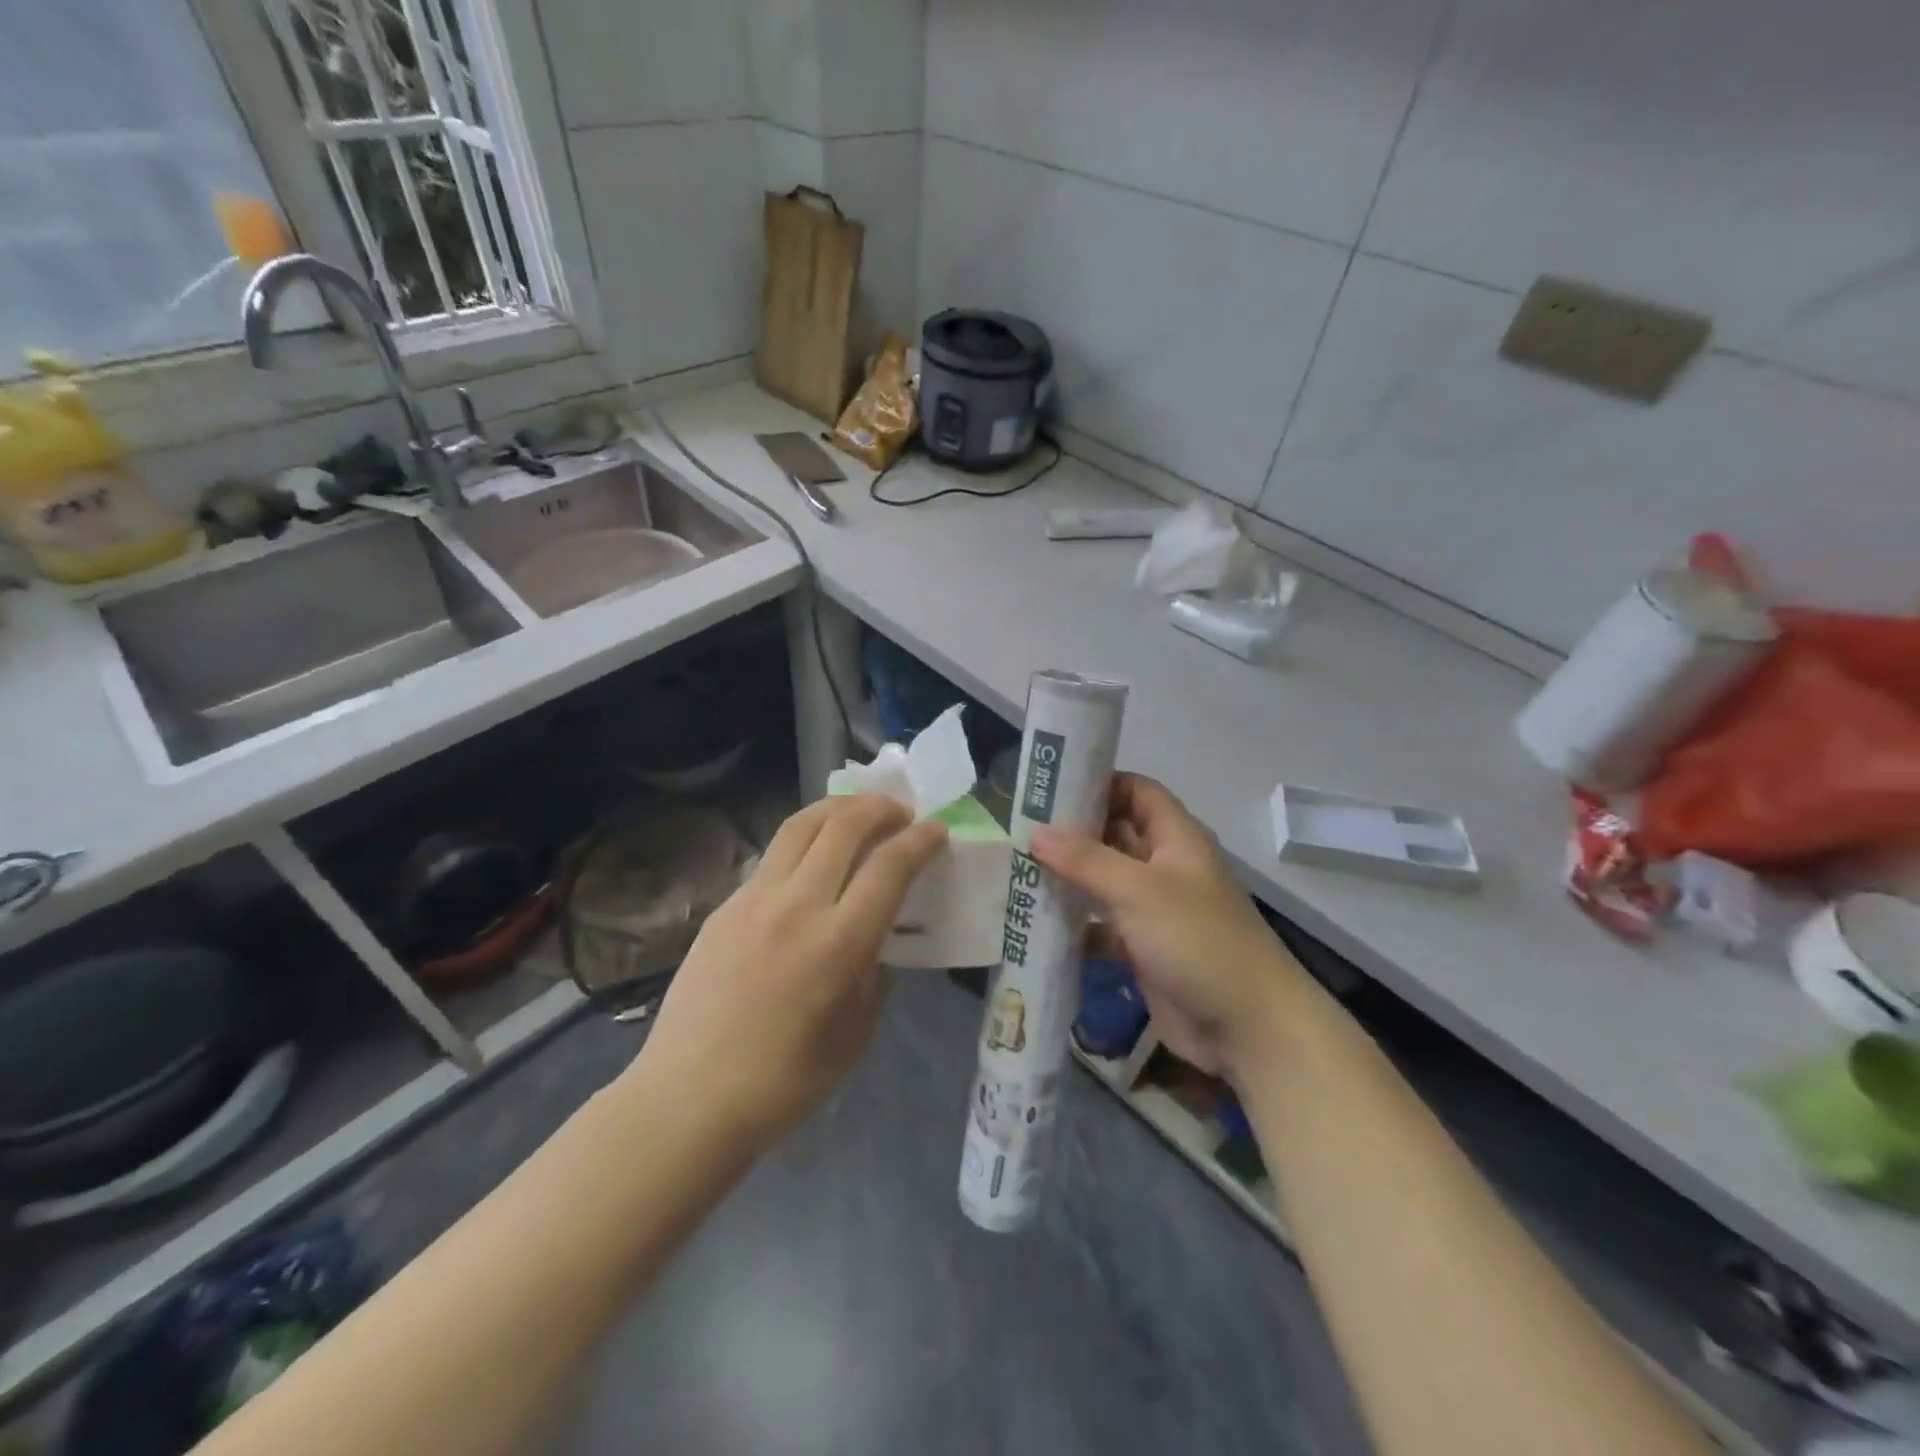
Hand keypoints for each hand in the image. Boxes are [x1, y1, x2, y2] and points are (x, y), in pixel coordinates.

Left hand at [634, 795, 946, 1147]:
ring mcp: (755, 899)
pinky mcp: (726, 905)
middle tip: (899, 812)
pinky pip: (774, 855)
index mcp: (839, 943)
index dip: (920, 840)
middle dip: (880, 807)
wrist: (690, 1097)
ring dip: (839, 808)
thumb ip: (874, 972)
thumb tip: (874, 937)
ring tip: (859, 813)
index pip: (890, 866)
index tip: (936, 831)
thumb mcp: (856, 1032)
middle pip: (844, 826)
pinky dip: (805, 840)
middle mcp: (798, 906)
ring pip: (801, 825)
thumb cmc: (786, 1081)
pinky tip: (813, 859)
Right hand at [1029, 774, 1304, 1080]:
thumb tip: (1035, 832)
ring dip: (1068, 879)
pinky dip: (1075, 926)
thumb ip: (1085, 859)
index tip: (1050, 786)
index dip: (1098, 783)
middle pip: (1114, 835)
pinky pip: (1102, 927)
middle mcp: (1164, 867)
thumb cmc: (1197, 940)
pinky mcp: (1143, 949)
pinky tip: (1036, 925)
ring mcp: (1154, 910)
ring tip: (1018, 870)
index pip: (1136, 791)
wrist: (1246, 1027)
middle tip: (1020, 828)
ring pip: (1104, 883)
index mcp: (1175, 838)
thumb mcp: (1138, 890)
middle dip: (1072, 832)